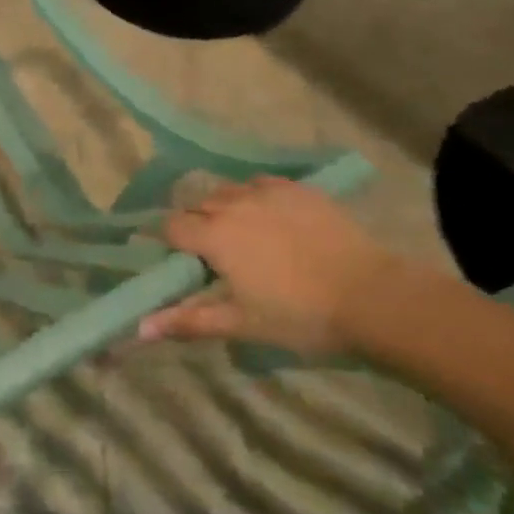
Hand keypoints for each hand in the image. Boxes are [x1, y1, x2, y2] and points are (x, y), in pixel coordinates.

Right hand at [139, 176, 423, 356]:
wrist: (375, 297)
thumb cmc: (301, 316)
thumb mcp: (241, 324)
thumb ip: (188, 321)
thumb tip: (138, 329)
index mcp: (213, 235)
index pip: (170, 227)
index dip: (169, 243)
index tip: (180, 261)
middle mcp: (232, 204)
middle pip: (195, 204)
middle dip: (195, 225)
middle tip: (212, 256)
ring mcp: (266, 192)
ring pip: (227, 191)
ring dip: (223, 208)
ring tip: (241, 235)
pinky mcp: (298, 189)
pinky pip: (260, 184)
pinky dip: (255, 197)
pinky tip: (270, 218)